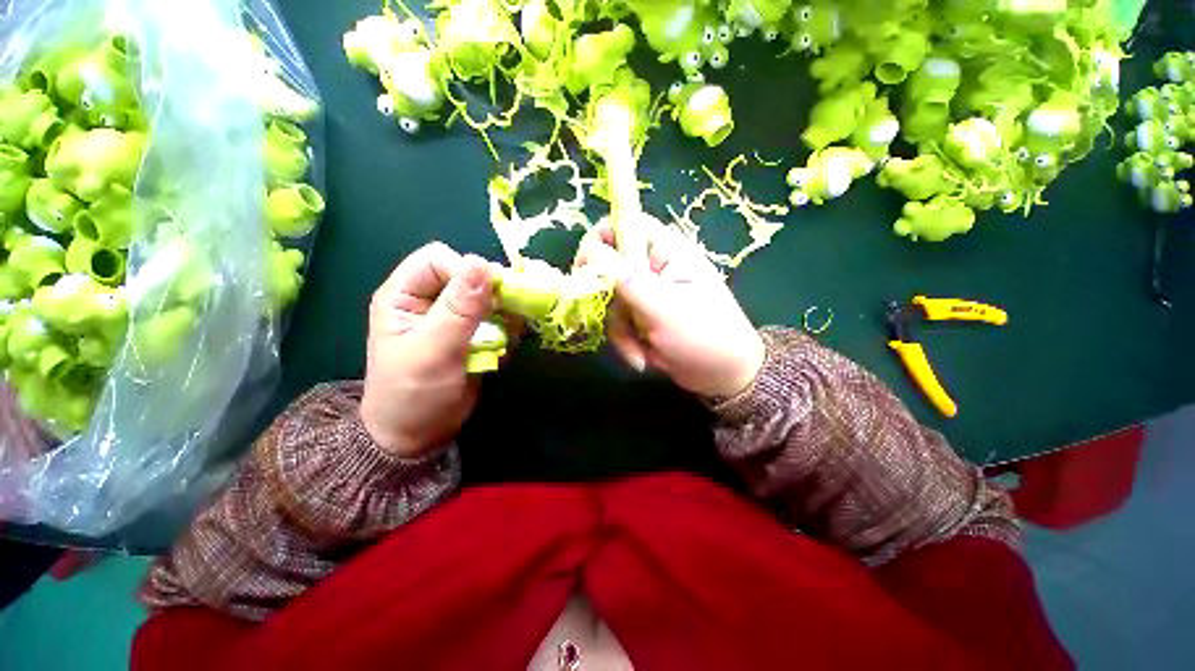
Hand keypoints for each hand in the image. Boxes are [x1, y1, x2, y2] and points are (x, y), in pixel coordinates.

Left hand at [360, 243, 493, 456]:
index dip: (464, 271)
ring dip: (503, 313)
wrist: (420, 435)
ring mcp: (453, 317)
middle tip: (506, 318)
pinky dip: (507, 328)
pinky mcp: (473, 333)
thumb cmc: (413, 394)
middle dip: (491, 293)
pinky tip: (505, 346)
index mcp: (405, 296)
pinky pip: (497, 318)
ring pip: (489, 296)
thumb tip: (482, 264)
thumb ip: (459, 309)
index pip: (439, 259)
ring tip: (505, 337)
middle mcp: (430, 300)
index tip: (487, 298)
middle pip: (468, 275)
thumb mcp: (433, 351)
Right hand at [575, 217, 764, 397]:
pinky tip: (644, 358)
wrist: (723, 376)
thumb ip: (626, 279)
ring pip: (610, 300)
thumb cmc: (703, 336)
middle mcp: (653, 267)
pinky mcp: (642, 316)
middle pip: (608, 267)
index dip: (599, 240)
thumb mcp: (664, 307)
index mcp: (666, 251)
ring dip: (620, 329)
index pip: (624, 224)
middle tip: (615, 320)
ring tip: (641, 352)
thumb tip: (590, 251)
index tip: (585, 271)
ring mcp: (646, 293)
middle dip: (609, 301)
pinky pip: (618, 322)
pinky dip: (626, 342)